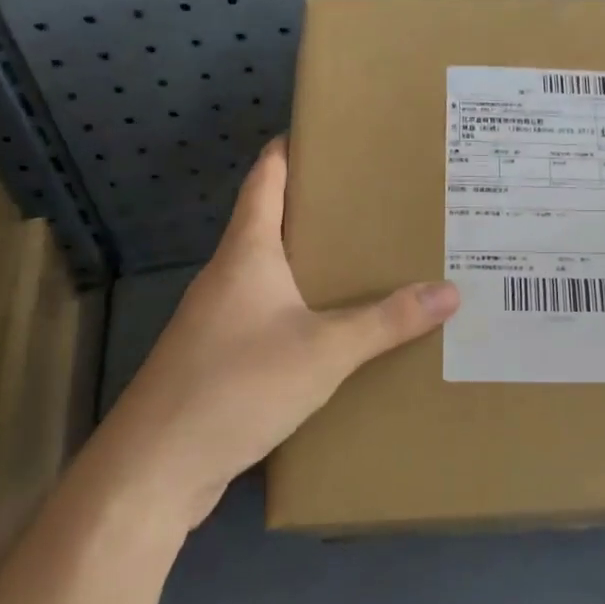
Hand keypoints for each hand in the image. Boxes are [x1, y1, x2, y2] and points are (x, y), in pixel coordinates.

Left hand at [124, 137, 459, 527]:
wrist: (154, 470)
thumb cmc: (236, 385)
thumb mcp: (324, 351)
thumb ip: (387, 322)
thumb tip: (450, 292)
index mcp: (247, 251)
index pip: (266, 177)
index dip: (292, 148)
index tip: (331, 132)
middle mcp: (228, 275)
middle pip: (273, 221)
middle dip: (321, 208)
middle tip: (378, 200)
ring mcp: (218, 318)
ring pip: (273, 272)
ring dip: (313, 262)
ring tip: (369, 258)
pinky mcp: (219, 358)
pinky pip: (269, 315)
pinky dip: (303, 308)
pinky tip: (336, 328)